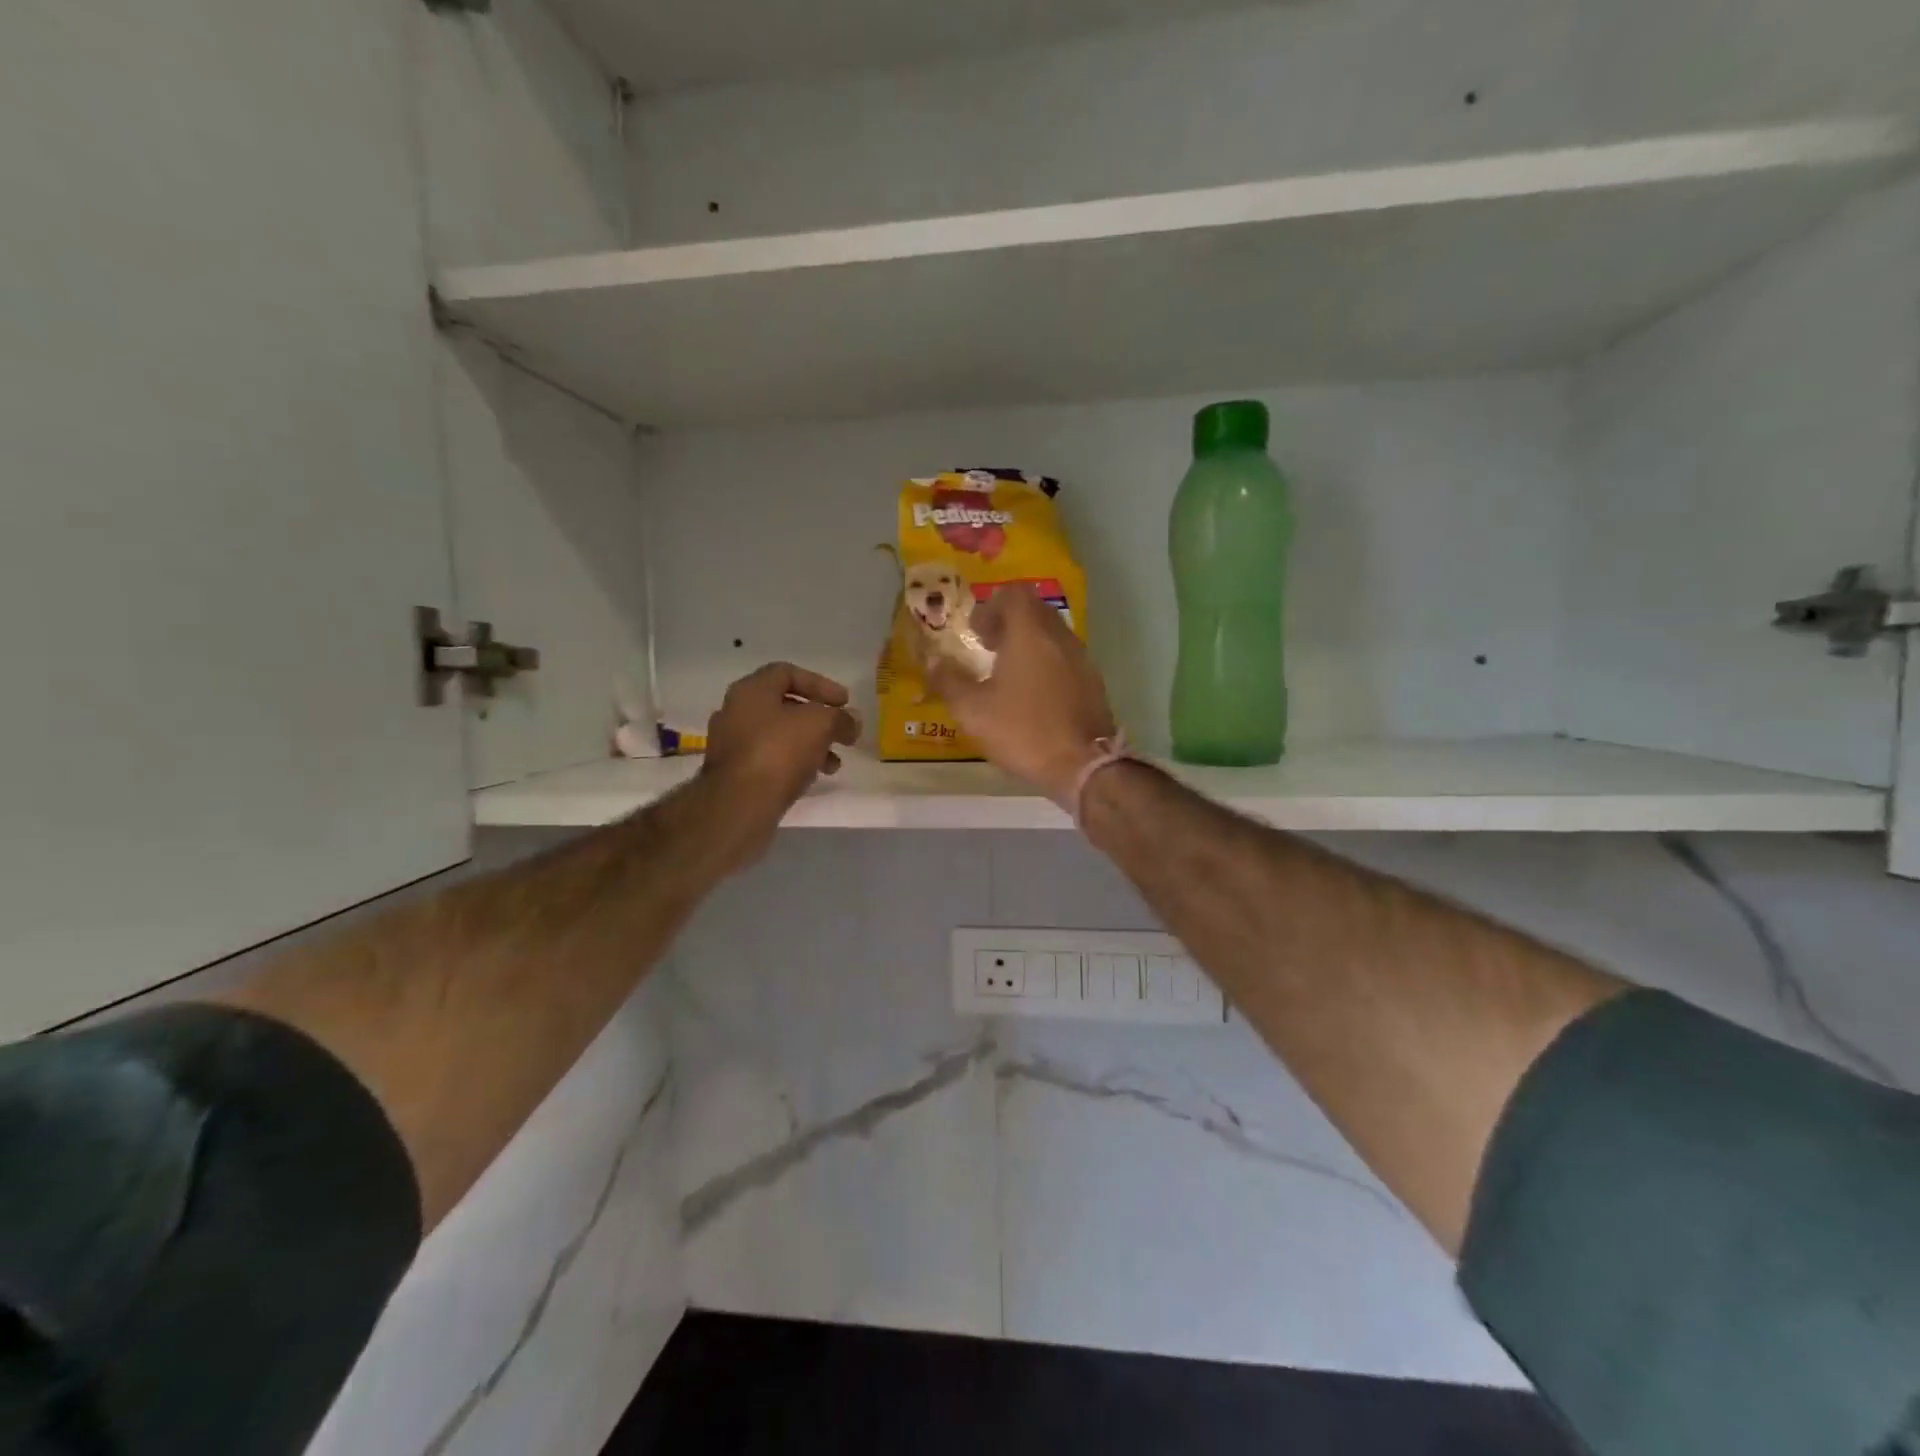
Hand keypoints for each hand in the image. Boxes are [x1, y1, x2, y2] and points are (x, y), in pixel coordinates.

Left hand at [701, 663, 860, 860]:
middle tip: (842, 732)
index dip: (820, 684)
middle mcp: (736, 712)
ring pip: (779, 735)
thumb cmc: (779, 751)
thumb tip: (851, 721)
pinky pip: (770, 759)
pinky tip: (813, 777)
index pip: (787, 673)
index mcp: (751, 690)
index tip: (845, 703)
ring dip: (811, 744)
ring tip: (833, 763)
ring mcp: (732, 744)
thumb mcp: (821, 725)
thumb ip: (841, 718)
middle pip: (784, 706)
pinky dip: (795, 763)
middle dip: (818, 719)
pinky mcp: (734, 773)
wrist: (739, 804)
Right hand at [927, 586, 1117, 803]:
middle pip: (1034, 611)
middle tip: (988, 648)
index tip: (976, 632)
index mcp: (1030, 633)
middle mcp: (1060, 636)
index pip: (1014, 593)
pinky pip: (1065, 658)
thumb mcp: (973, 711)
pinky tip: (1033, 695)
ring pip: (1052, 634)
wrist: (1083, 764)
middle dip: (1009, 622)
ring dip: (1029, 644)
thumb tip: (932, 660)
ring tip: (1008, 674)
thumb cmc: (1024, 730)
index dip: (991, 606)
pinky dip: (1046, 663)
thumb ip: (948, 681)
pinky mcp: (1094, 682)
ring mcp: (1082, 658)